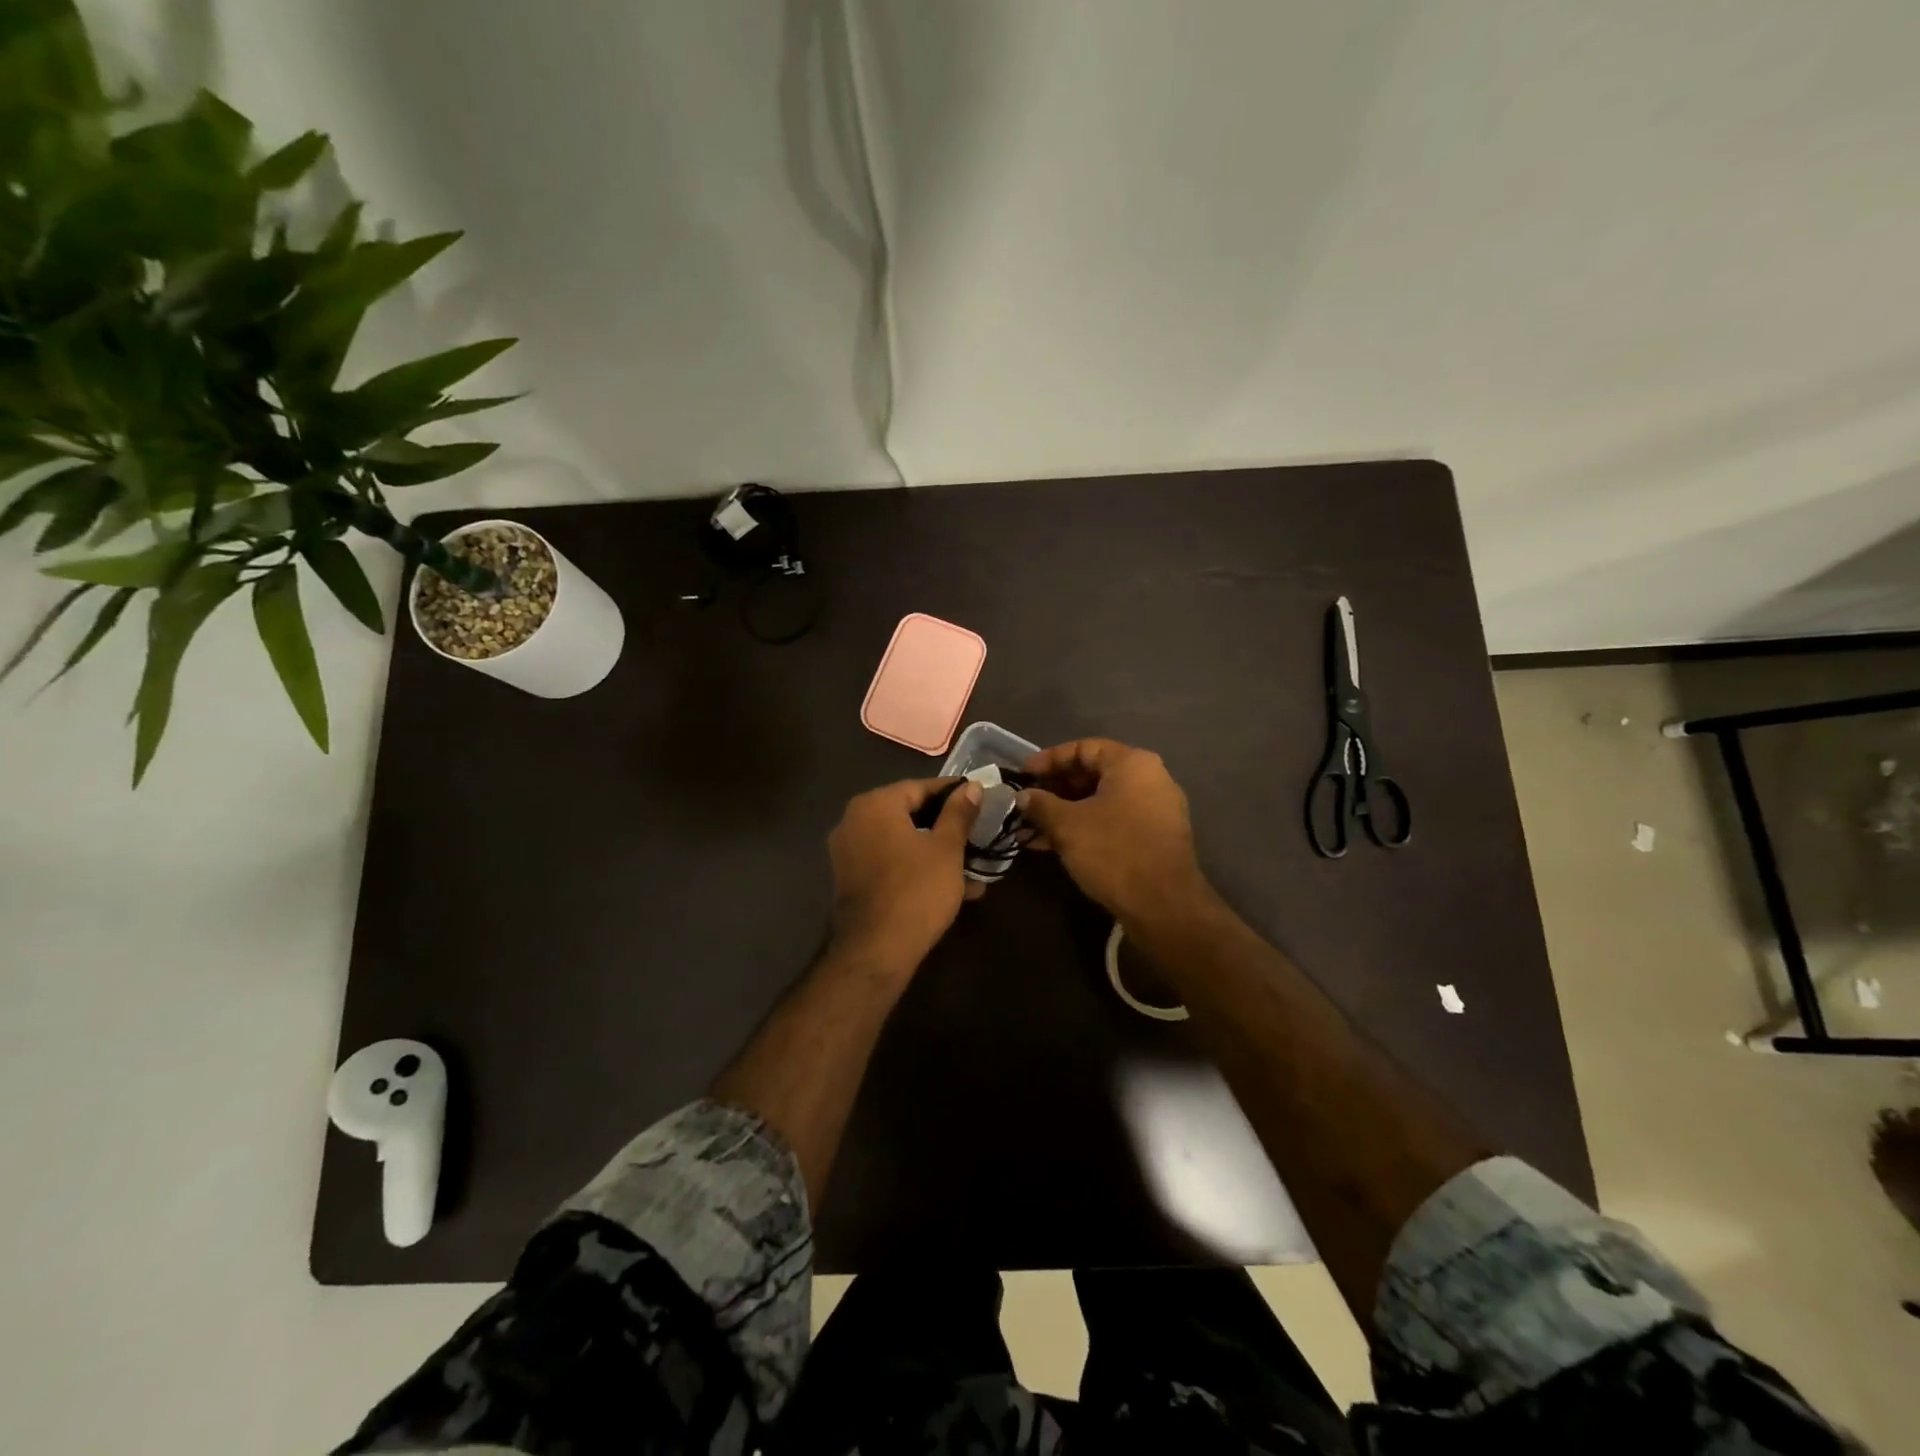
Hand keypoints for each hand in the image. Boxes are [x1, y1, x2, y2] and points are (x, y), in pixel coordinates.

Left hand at [828, 777, 982, 970]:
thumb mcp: (947, 848)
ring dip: (935, 851)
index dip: (953, 793)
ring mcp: (848, 852)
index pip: (920, 787)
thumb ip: (959, 813)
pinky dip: (916, 867)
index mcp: (875, 805)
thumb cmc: (916, 890)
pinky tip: (950, 886)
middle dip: (945, 826)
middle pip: (908, 813)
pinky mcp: (850, 879)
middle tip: (977, 834)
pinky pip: (889, 862)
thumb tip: (972, 787)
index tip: (980, 800)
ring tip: (971, 866)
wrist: (876, 950)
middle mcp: (853, 821)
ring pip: (901, 841)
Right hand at [1019, 739, 1212, 924]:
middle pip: (1093, 774)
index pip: (1083, 748)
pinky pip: (1112, 822)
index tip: (1023, 774)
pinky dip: (1084, 828)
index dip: (1049, 759)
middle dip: (1054, 790)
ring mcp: (1155, 810)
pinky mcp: (1153, 838)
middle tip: (1026, 804)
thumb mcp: (1067, 825)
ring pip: (1100, 802)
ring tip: (1030, 830)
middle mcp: (1149, 779)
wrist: (1163, 905)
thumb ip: (1041, 804)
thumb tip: (1023, 796)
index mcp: (1132, 764)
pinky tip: (1051, 846)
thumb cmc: (1113, 851)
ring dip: (1064, 814)